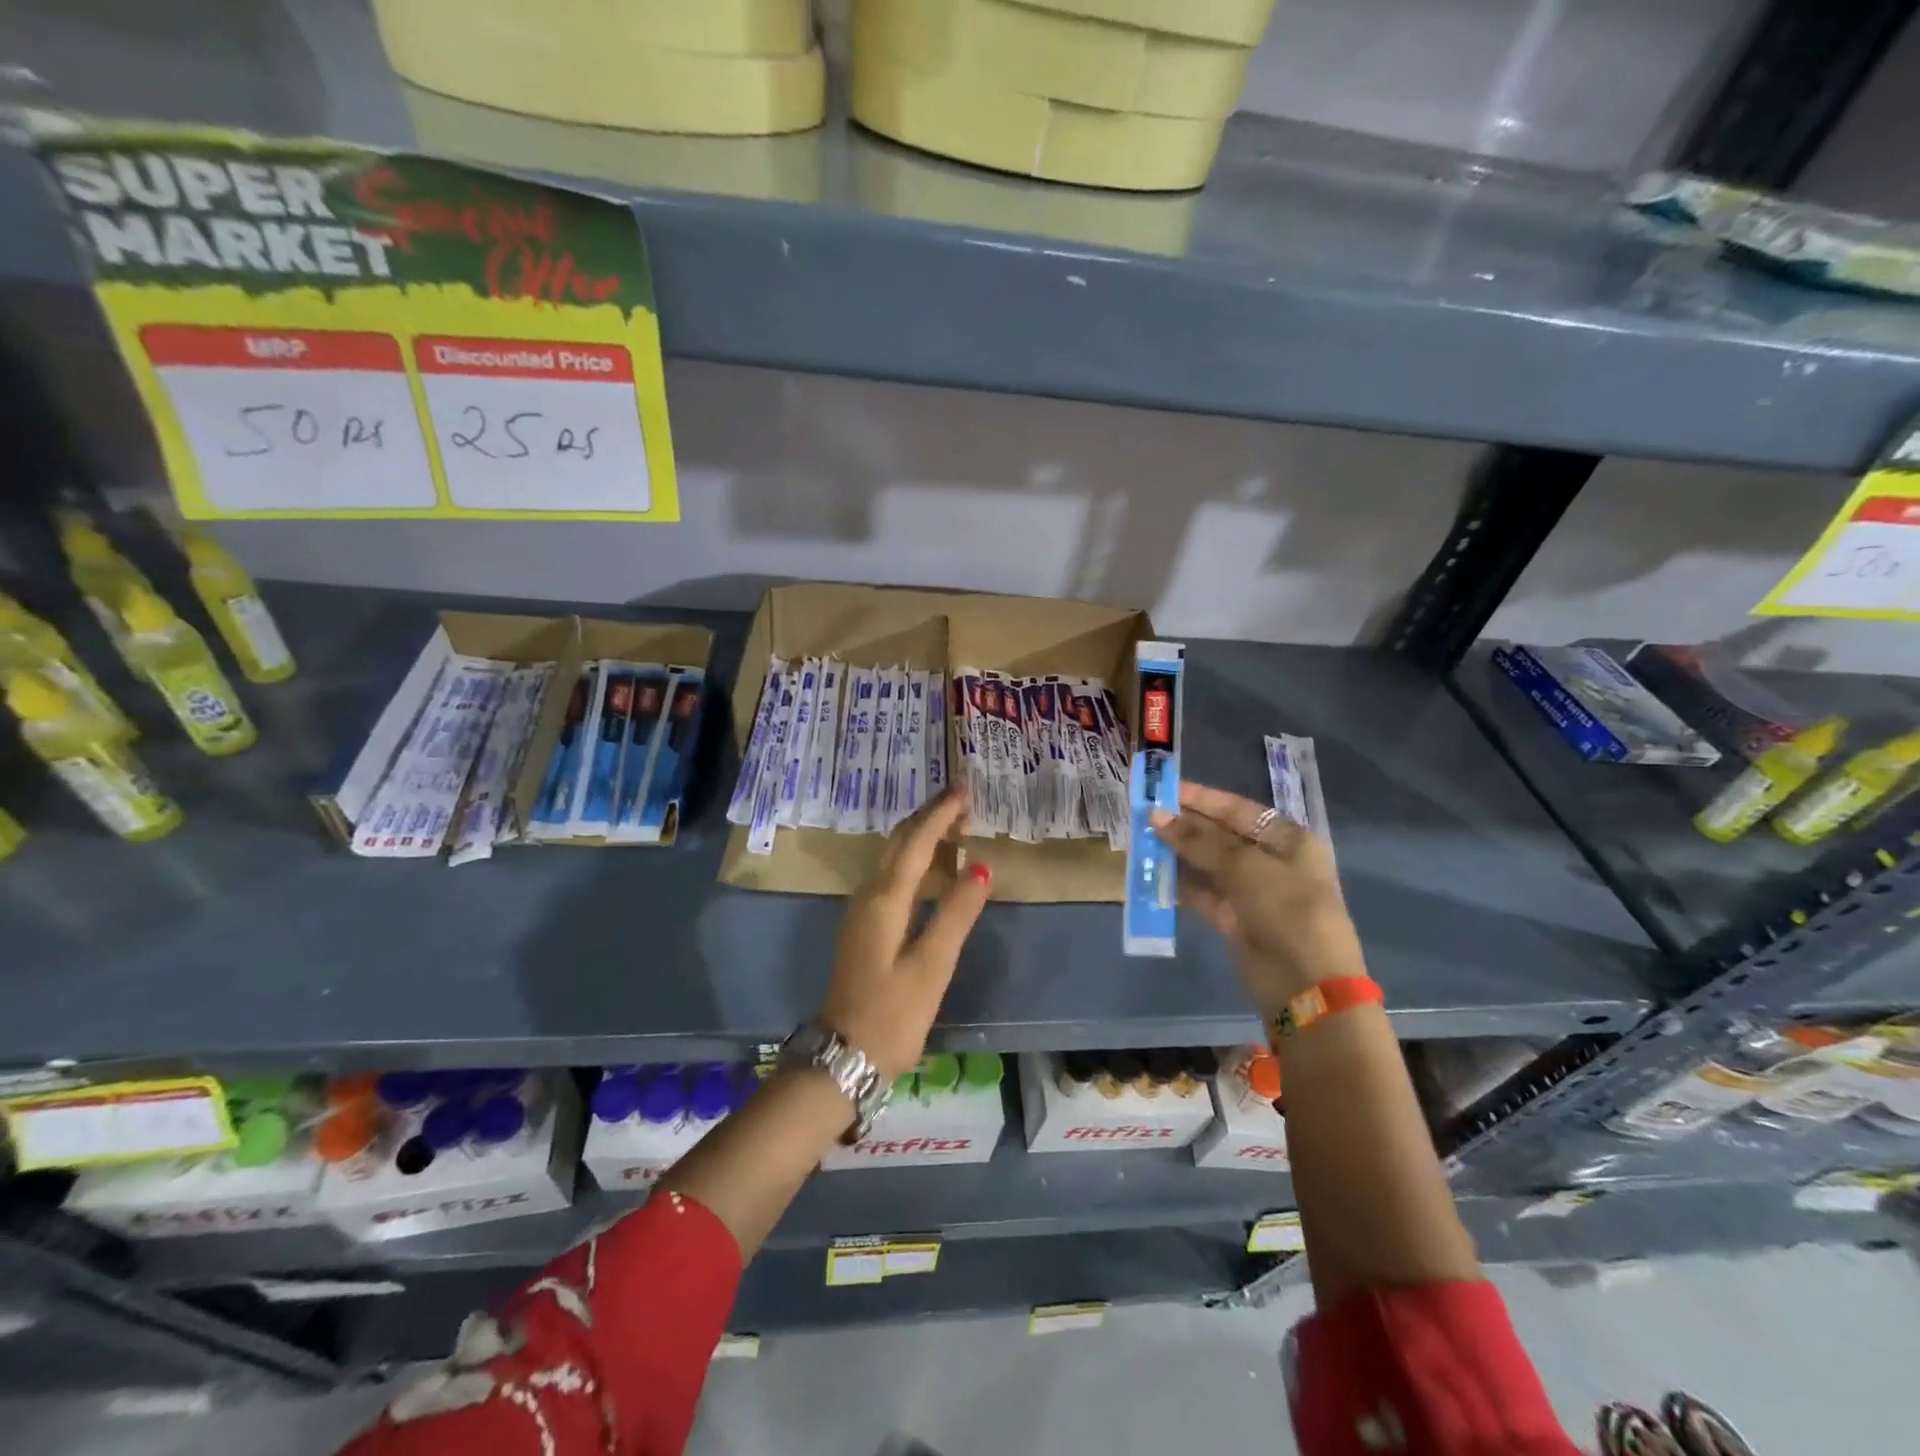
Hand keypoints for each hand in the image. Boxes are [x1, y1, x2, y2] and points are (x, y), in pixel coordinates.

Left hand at [821, 789, 991, 1079]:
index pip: (916, 843)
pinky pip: (890, 874)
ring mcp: (861, 911)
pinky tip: (928, 864)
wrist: (843, 1057)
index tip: (965, 789)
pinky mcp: (863, 926)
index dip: (940, 814)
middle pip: (898, 842)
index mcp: (885, 900)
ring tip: (950, 822)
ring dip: (919, 834)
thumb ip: (955, 915)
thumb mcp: (931, 967)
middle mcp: (868, 895)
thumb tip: (981, 868)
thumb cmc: (892, 1015)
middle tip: (961, 797)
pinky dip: (912, 857)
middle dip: (928, 815)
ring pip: (891, 856)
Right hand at [1150, 781, 1364, 1015]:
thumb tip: (1157, 816)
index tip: (1165, 789)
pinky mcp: (1236, 919)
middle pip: (1222, 835)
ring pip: (1209, 865)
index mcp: (1288, 840)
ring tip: (1143, 841)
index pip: (1238, 809)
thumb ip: (1199, 840)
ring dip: (1179, 854)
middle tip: (1145, 815)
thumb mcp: (1245, 866)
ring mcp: (1253, 892)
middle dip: (1185, 825)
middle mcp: (1271, 861)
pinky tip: (1154, 874)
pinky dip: (1181, 885)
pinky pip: (1204, 894)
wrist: (1307, 985)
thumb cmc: (1286, 910)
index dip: (1202, 799)